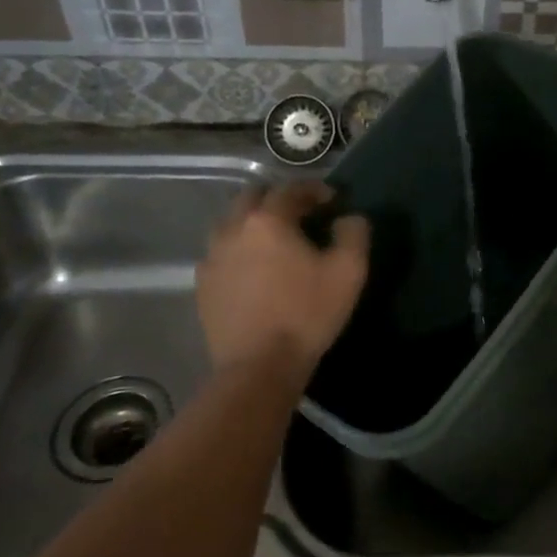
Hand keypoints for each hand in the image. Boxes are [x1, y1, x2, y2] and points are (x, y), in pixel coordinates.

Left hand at [196, 182, 368, 395]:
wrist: (259, 367)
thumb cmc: (307, 314)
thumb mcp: (349, 271)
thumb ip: (353, 233)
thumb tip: (348, 218)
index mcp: (269, 220)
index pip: (292, 189)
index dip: (314, 189)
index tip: (332, 200)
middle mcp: (234, 228)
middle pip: (253, 196)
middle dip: (278, 198)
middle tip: (301, 213)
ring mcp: (212, 256)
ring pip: (231, 222)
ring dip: (254, 221)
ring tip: (274, 239)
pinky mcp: (203, 284)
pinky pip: (220, 252)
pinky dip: (238, 248)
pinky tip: (253, 267)